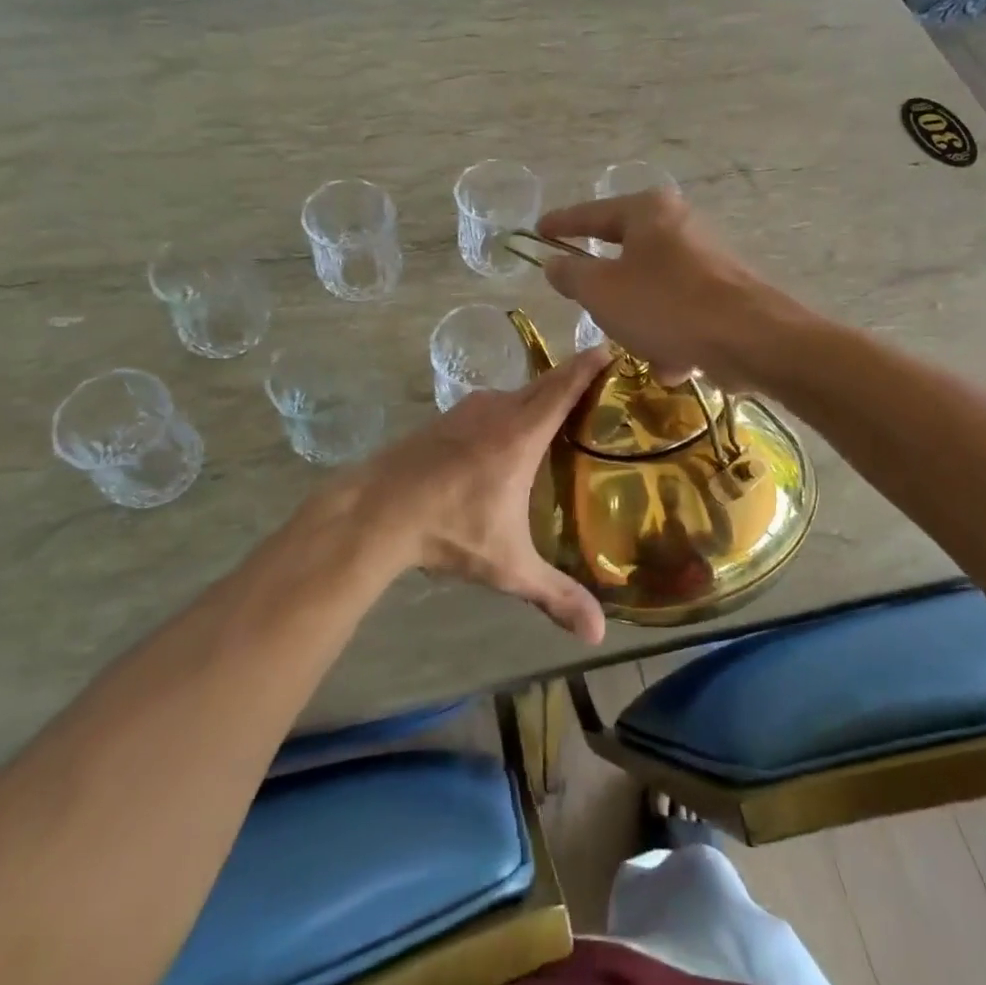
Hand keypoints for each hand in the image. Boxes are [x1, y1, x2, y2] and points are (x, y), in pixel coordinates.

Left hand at [335, 347, 609, 643]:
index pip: (564, 387)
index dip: (589, 366)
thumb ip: (554, 595)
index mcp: (521, 434)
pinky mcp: (444, 419)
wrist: (374, 511)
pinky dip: (511, 410)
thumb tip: (598, 636)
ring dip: (539, 397)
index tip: (610, 348)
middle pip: (543, 384)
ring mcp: (467, 411)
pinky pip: (490, 405)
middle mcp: (498, 411)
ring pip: (514, 395)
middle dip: (572, 379)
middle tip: (601, 387)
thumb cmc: (448, 530)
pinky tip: (510, 436)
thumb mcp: (508, 566)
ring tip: (562, 415)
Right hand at [535, 190, 790, 390]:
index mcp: (649, 212)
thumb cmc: (666, 306)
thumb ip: (571, 274)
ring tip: (645, 350)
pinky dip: (672, 337)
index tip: (539, 231)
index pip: (592, 214)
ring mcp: (708, 259)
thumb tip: (555, 263)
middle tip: (590, 308)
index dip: (561, 224)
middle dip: (609, 294)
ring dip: (642, 325)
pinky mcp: (727, 292)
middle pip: (626, 256)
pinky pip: (681, 313)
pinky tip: (676, 363)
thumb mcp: (601, 292)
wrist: (752, 339)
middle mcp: (681, 226)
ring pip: (653, 292)